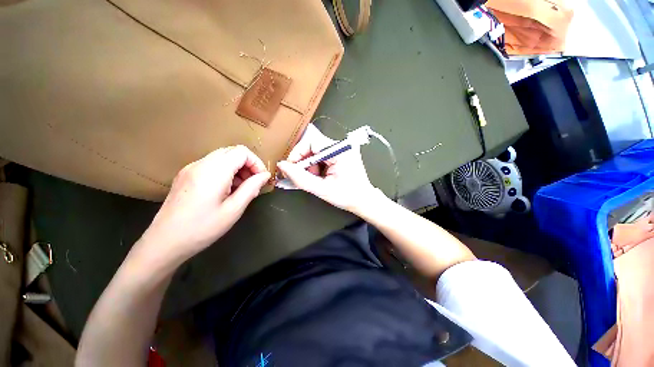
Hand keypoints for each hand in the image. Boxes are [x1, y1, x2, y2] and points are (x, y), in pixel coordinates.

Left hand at [139, 146, 269, 263]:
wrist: (164, 242)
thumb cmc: (202, 228)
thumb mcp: (233, 209)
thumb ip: (252, 188)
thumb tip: (265, 175)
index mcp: (214, 171)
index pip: (241, 152)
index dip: (256, 162)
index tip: (261, 179)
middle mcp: (201, 164)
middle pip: (232, 152)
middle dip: (248, 165)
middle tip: (253, 184)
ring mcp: (191, 168)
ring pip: (222, 157)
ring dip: (237, 169)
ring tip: (242, 189)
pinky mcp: (185, 175)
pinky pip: (211, 165)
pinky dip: (225, 172)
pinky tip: (226, 190)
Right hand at [276, 125, 380, 212]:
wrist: (364, 200)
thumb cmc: (347, 196)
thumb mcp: (322, 190)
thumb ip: (301, 178)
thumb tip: (282, 165)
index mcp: (340, 151)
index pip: (311, 142)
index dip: (297, 153)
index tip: (290, 168)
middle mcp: (342, 145)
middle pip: (313, 145)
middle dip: (304, 161)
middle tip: (302, 176)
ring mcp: (343, 148)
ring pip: (316, 151)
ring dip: (310, 165)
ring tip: (315, 179)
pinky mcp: (341, 153)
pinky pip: (322, 155)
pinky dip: (317, 165)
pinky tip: (320, 176)